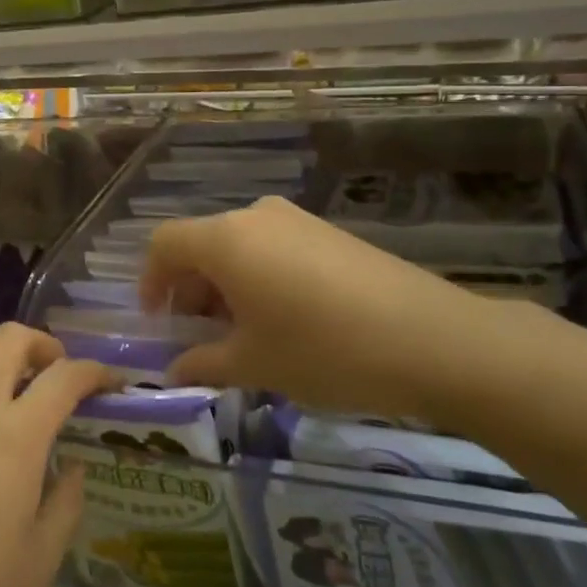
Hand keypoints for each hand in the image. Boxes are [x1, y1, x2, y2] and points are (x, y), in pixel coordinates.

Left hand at [0, 324, 116, 586]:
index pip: (64, 376)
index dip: (94, 370)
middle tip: (56, 370)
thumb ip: (65, 503)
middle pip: (9, 338)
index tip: (110, 381)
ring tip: (11, 379)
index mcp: (15, 434)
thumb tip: (69, 465)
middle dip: (43, 343)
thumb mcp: (38, 563)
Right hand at [138, 195, 503, 420]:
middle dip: (190, 289)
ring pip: (239, 247)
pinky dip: (259, 277)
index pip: (164, 244)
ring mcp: (297, 221)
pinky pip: (273, 248)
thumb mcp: (254, 364)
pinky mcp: (329, 233)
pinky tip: (284, 320)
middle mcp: (255, 217)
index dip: (151, 282)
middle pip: (202, 244)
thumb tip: (174, 369)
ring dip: (225, 285)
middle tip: (199, 336)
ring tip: (243, 333)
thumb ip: (203, 363)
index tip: (159, 322)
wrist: (435, 340)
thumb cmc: (324, 350)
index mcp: (225, 240)